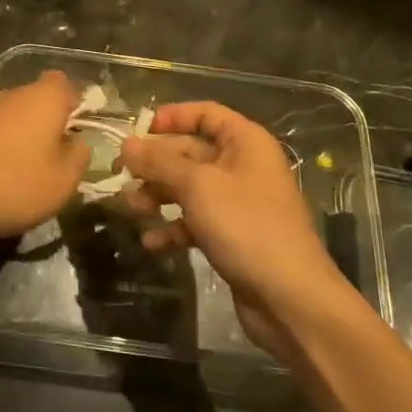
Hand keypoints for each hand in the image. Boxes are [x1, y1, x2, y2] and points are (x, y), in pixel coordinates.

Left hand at [0, 71, 90, 241]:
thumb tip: (78, 141)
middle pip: (41, 99)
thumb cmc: (15, 184)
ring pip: (18, 116)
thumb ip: (80, 155)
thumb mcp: (64, 180)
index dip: (77, 105)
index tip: (80, 133)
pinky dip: (4, 147)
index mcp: (44, 97)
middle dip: (52, 123)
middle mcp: (15, 93)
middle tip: (59, 157)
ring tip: (32, 171)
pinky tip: (4, 175)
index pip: (67, 84)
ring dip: (27, 136)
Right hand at [118, 102, 346, 346]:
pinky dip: (173, 227)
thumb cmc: (246, 226)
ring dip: (159, 195)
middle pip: (191, 151)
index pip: (205, 113)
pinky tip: (151, 242)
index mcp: (245, 142)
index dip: (172, 117)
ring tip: (132, 208)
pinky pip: (196, 220)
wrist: (290, 298)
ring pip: (189, 188)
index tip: (139, 130)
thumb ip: (158, 162)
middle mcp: (243, 166)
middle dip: (155, 163)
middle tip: (120, 173)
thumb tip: (126, 145)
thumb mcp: (197, 186)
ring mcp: (239, 203)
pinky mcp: (232, 236)